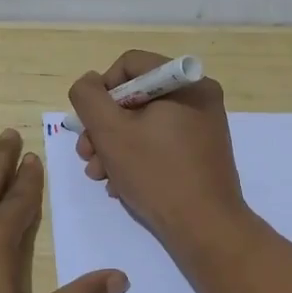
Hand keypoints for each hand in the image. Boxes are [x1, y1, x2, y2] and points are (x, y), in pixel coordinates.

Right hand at [68, 51, 250, 247]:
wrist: (205, 227)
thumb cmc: (156, 173)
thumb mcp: (110, 131)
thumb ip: (89, 97)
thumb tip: (89, 82)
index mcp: (184, 82)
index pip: (129, 65)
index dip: (101, 91)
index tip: (90, 124)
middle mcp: (198, 96)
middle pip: (135, 96)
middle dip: (104, 127)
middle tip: (87, 155)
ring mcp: (203, 125)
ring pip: (144, 123)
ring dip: (114, 146)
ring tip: (99, 175)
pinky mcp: (201, 152)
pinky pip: (160, 142)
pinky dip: (137, 158)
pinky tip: (120, 184)